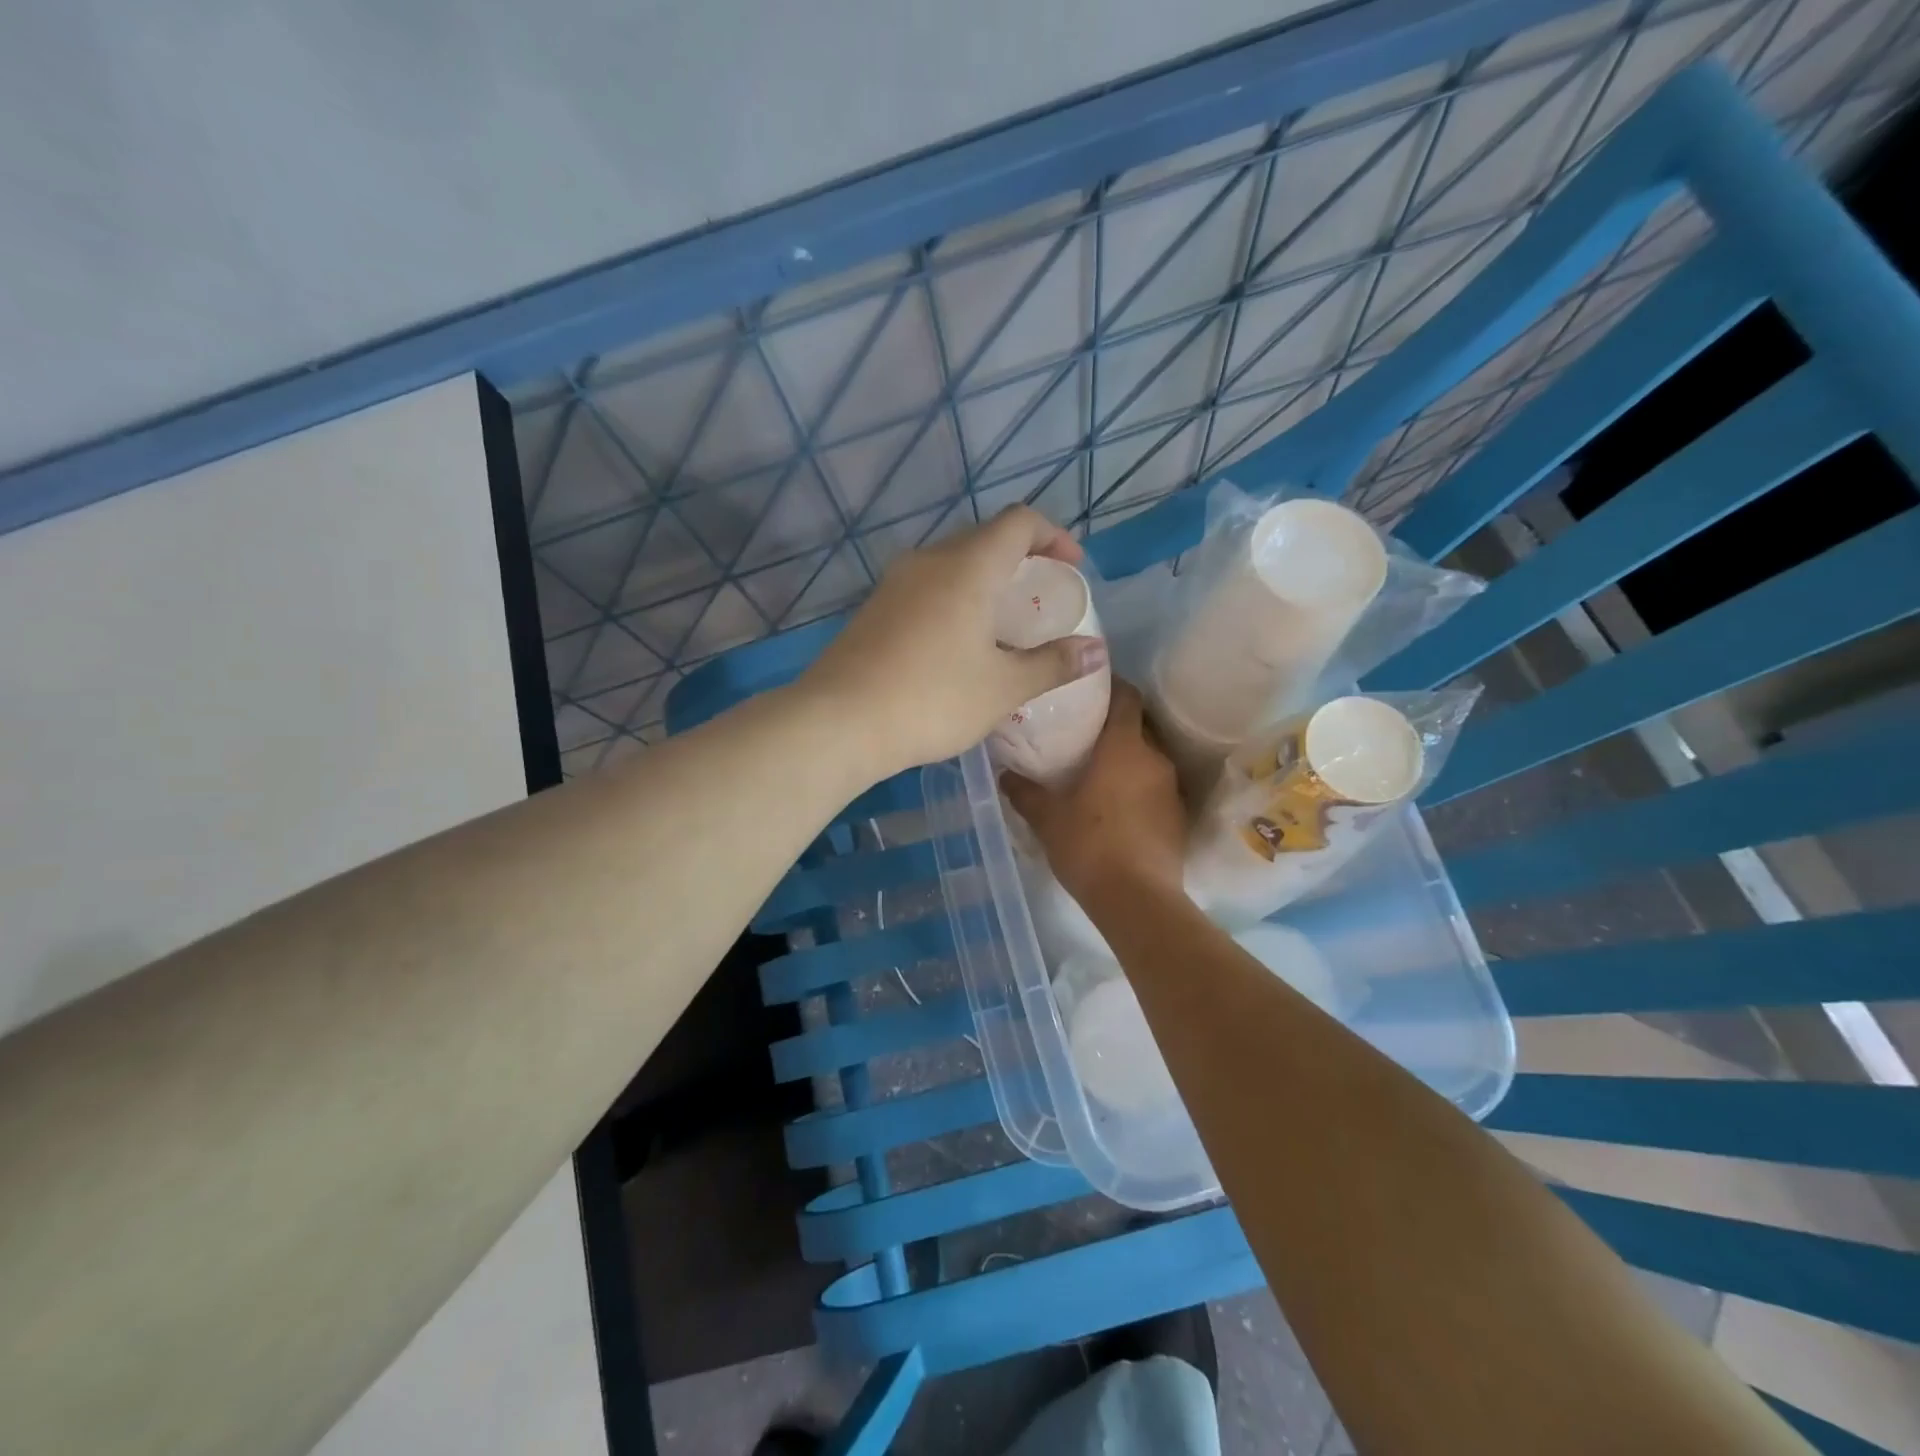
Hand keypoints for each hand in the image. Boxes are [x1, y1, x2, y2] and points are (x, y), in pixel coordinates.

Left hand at [801, 507, 1107, 777]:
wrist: (840, 721)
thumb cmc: (933, 699)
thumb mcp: (1003, 687)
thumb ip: (1053, 664)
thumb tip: (1096, 652)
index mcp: (969, 566)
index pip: (1019, 522)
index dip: (1053, 536)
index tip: (1071, 569)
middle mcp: (930, 560)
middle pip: (984, 538)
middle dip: (1020, 559)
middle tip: (1040, 598)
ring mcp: (895, 582)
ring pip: (951, 563)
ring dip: (984, 580)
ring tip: (1003, 622)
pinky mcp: (874, 608)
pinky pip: (926, 587)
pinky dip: (953, 598)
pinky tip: (957, 642)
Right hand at [1001, 680, 1185, 906]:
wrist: (1137, 899)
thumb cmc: (1088, 845)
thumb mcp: (1047, 818)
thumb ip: (1025, 792)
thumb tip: (1005, 775)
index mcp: (1123, 746)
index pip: (1127, 696)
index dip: (1112, 685)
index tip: (1090, 687)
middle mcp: (1154, 758)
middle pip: (1139, 726)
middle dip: (1115, 726)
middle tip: (1085, 734)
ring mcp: (1171, 788)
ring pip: (1149, 758)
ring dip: (1128, 759)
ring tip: (1099, 771)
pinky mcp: (1178, 817)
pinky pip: (1156, 787)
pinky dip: (1138, 787)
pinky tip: (1117, 806)